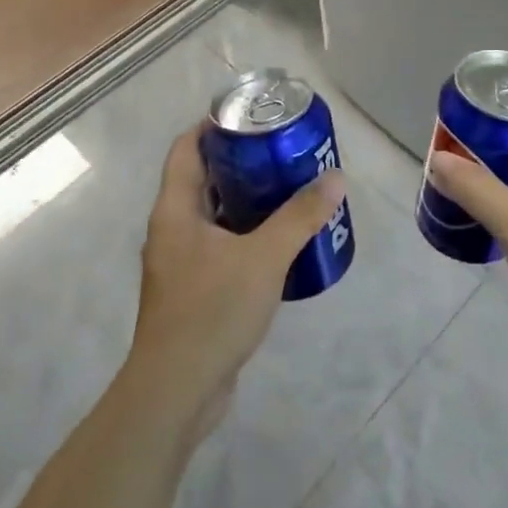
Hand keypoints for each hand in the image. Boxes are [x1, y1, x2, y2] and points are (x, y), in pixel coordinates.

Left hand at [126, 125, 345, 433]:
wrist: (176, 392)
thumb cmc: (212, 311)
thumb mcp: (264, 257)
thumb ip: (300, 216)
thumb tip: (335, 178)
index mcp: (175, 210)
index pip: (186, 148)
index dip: (213, 125)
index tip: (251, 115)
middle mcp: (172, 230)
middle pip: (203, 179)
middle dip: (241, 162)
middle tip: (282, 150)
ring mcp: (181, 263)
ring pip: (214, 215)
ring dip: (247, 200)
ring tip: (289, 188)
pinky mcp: (194, 291)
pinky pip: (221, 247)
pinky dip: (246, 235)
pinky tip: (280, 242)